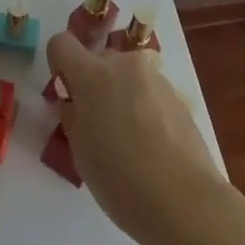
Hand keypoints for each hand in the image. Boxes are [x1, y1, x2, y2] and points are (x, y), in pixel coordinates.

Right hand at [47, 32, 227, 236]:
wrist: (185, 201)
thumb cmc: (120, 178)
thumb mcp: (80, 150)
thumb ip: (73, 116)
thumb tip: (75, 103)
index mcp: (92, 74)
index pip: (61, 43)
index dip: (59, 64)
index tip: (66, 93)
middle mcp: (124, 64)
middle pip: (99, 59)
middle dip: (94, 82)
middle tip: (97, 122)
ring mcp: (155, 78)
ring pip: (127, 76)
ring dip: (121, 94)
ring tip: (129, 139)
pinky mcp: (178, 96)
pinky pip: (149, 92)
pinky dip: (144, 108)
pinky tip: (152, 145)